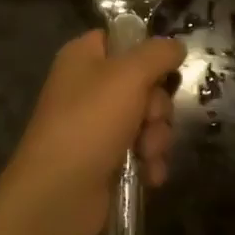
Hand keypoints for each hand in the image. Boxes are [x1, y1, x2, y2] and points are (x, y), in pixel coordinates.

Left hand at [0, 31, 182, 234]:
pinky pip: (141, 150)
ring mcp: (97, 125)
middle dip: (157, 107)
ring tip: (147, 153)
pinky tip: (149, 174)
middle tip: (149, 120)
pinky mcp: (106, 159)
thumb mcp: (129, 76)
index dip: (146, 52)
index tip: (165, 67)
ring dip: (156, 137)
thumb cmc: (90, 122)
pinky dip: (149, 161)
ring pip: (147, 119)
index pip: (122, 39)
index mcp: (84, 57)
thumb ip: (158, 54)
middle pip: (143, 82)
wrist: (58, 195)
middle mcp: (89, 87)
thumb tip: (176, 46)